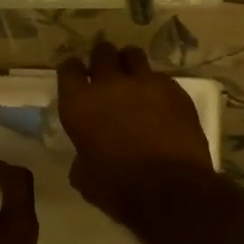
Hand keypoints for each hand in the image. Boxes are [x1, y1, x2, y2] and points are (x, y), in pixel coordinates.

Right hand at [57, 43, 214, 218]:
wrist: (170, 190)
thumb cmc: (118, 188)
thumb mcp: (84, 177)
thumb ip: (82, 155)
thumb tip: (86, 154)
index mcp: (79, 103)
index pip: (69, 69)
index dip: (72, 70)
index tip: (76, 76)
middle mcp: (110, 84)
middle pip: (102, 53)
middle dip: (102, 60)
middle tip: (105, 73)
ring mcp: (145, 82)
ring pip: (133, 56)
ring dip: (129, 63)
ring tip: (132, 78)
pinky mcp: (175, 90)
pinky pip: (161, 78)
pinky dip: (156, 86)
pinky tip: (160, 102)